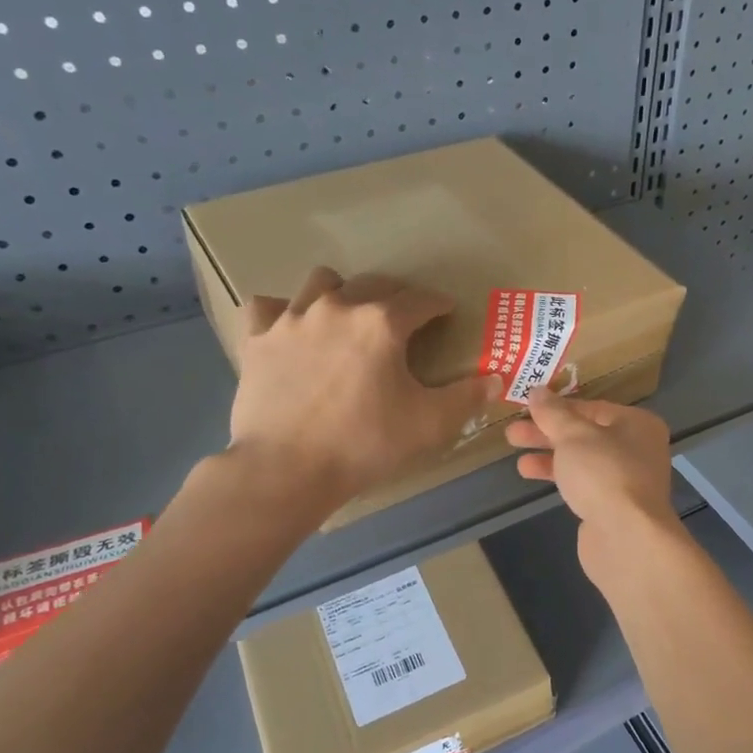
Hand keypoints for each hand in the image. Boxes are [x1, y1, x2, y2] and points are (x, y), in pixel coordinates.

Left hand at [228, 268, 501, 506]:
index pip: (420, 300)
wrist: (286, 469)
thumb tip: (494, 380)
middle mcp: (337, 307)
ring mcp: (292, 319)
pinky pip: (268, 307)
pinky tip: (292, 330)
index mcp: (382, 323)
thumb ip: (466, 397)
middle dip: (395, 297)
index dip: (439, 305)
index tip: (447, 312)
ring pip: (321, 282)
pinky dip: (284, 312)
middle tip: (404, 320)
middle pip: (373, 284)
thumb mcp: (429, 424)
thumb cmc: (365, 444)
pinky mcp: (257, 338)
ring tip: (347, 317)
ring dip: (341, 293)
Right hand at [505, 388, 683, 579]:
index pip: (592, 408)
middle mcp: (637, 449)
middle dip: (547, 433)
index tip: (526, 407)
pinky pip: (582, 483)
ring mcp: (626, 481)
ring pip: (582, 461)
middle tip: (512, 434)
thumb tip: (537, 391)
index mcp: (637, 424)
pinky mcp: (613, 507)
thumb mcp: (573, 435)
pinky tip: (533, 476)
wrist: (626, 538)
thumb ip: (553, 413)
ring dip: (549, 457)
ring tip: (516, 458)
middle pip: (586, 435)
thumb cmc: (603, 474)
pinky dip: (559, 477)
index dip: (558, 407)